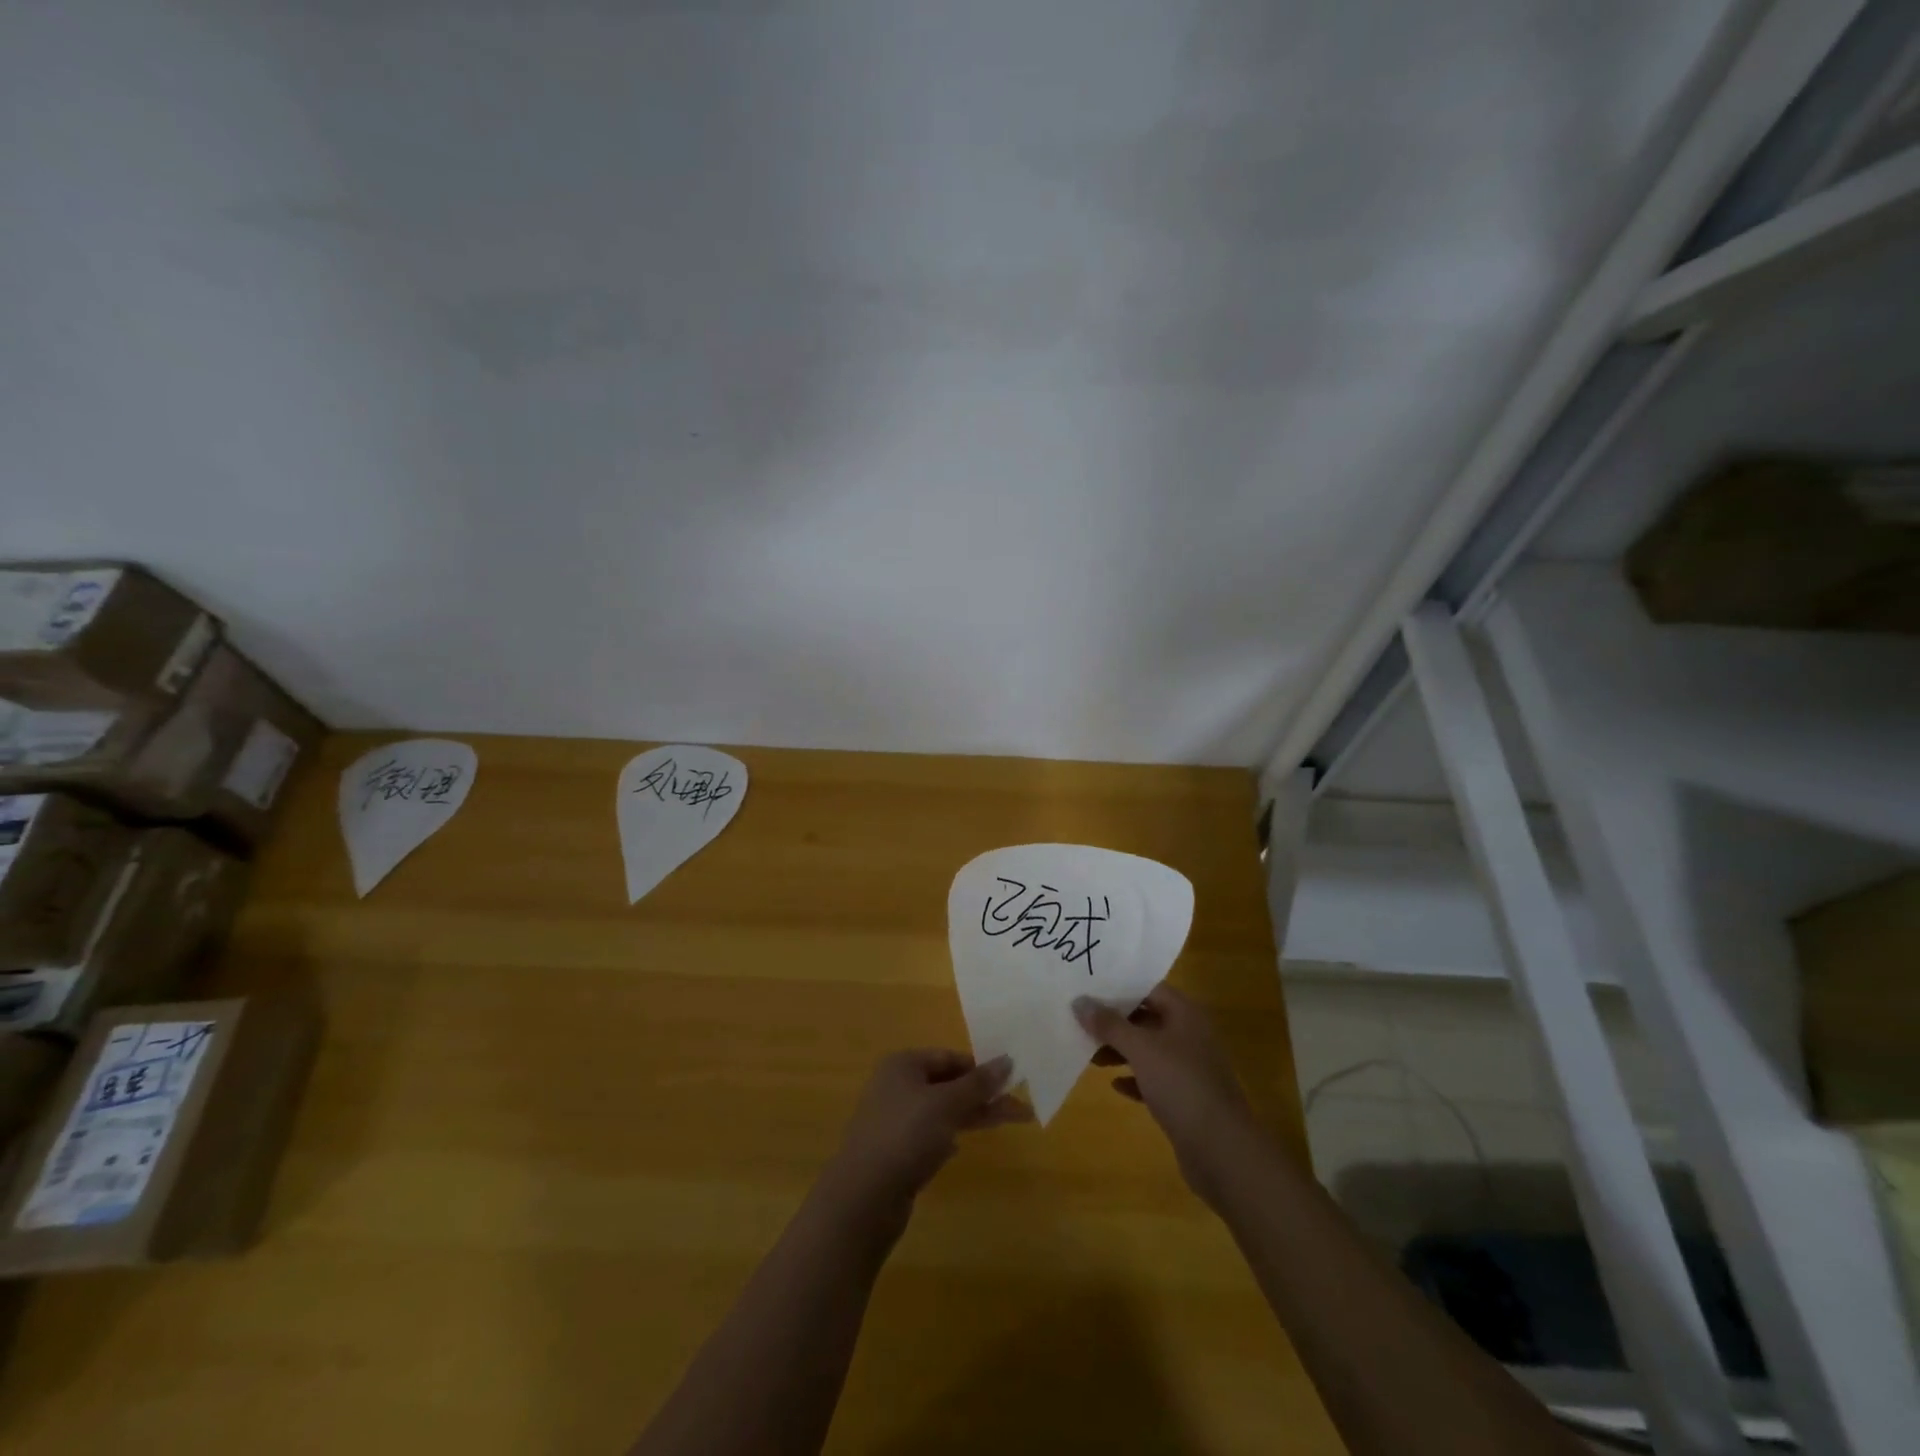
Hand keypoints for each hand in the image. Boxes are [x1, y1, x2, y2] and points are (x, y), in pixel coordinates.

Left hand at [827, 1050, 1031, 1216]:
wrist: (864, 1197)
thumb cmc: (906, 1136)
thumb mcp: (947, 1104)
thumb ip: (978, 1083)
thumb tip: (1007, 1060)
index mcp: (903, 1064)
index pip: (949, 1057)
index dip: (980, 1068)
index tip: (1010, 1082)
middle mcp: (897, 1086)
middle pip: (948, 1084)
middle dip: (983, 1095)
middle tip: (1019, 1109)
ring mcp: (895, 1120)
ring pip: (942, 1111)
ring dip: (972, 1115)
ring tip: (1007, 1123)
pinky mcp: (896, 1151)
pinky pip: (930, 1135)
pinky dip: (948, 1136)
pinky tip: (960, 1147)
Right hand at [1074, 987, 1256, 1206]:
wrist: (1221, 1150)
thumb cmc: (1181, 1085)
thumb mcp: (1140, 1049)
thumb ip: (1109, 1024)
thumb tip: (1079, 1001)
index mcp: (1185, 1014)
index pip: (1150, 988)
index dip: (1120, 987)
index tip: (1088, 990)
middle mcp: (1190, 1035)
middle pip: (1147, 1018)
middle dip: (1115, 1021)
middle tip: (1082, 1022)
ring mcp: (1190, 1068)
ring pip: (1149, 1050)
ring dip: (1121, 1051)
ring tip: (1090, 1054)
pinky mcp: (1186, 1098)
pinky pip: (1154, 1080)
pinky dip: (1134, 1079)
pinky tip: (1114, 1085)